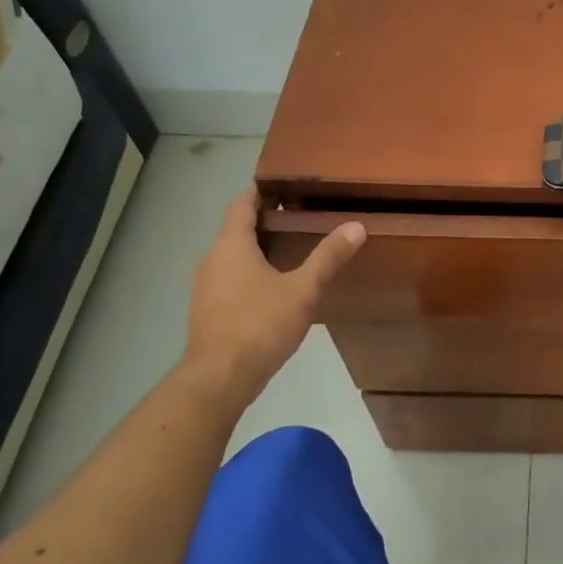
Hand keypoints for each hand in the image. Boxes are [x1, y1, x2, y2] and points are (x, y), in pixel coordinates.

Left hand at [182, 190, 364, 404]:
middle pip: (236, 228)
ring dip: (258, 246)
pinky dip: (250, 270)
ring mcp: (205, 286)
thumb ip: (328, 256)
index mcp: (231, 245)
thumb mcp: (303, 289)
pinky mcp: (208, 309)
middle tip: (302, 214)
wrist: (219, 378)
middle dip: (266, 219)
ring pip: (232, 254)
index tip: (286, 184)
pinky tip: (275, 284)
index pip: (242, 204)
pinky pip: (229, 276)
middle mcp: (212, 259)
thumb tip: (357, 226)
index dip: (261, 191)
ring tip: (293, 246)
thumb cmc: (260, 324)